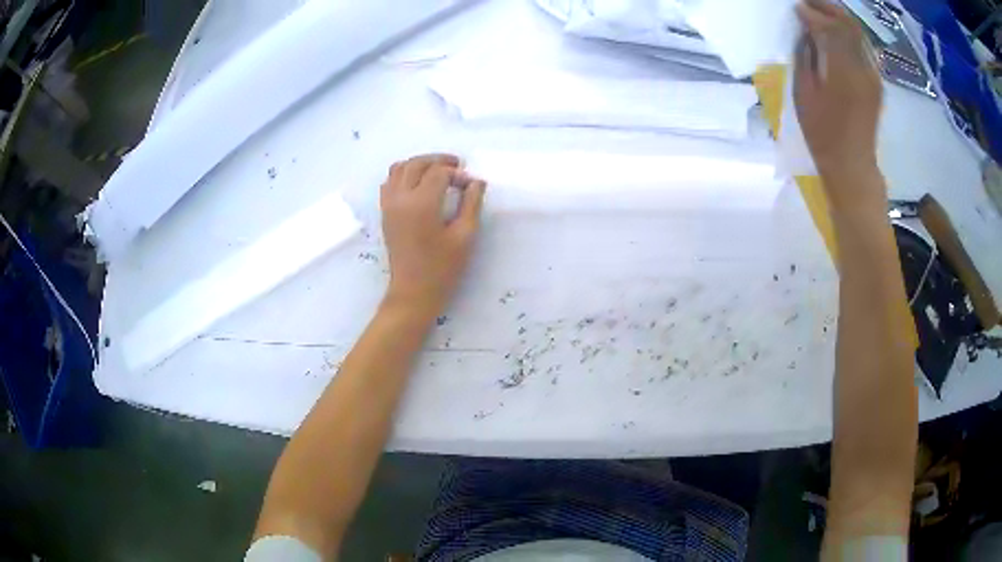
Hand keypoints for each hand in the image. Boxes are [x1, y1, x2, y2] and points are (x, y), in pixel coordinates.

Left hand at [380, 154, 485, 317]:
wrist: (412, 292)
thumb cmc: (442, 268)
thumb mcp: (464, 236)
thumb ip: (471, 204)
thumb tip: (476, 182)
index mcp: (421, 204)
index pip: (439, 173)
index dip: (458, 174)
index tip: (471, 185)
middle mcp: (400, 198)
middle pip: (417, 164)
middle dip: (438, 161)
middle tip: (458, 167)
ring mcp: (389, 205)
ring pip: (400, 168)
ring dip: (419, 164)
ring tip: (438, 172)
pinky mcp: (385, 212)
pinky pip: (390, 182)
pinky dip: (404, 174)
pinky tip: (419, 184)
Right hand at [794, 0, 884, 209]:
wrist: (852, 165)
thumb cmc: (823, 134)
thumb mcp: (804, 93)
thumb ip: (805, 56)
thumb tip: (806, 32)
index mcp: (843, 72)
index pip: (829, 28)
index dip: (812, 14)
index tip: (797, 9)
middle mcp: (863, 68)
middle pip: (849, 25)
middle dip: (828, 8)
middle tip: (809, 2)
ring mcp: (873, 75)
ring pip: (859, 34)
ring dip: (841, 18)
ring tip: (822, 11)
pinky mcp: (876, 82)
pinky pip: (864, 47)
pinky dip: (850, 34)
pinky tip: (838, 32)